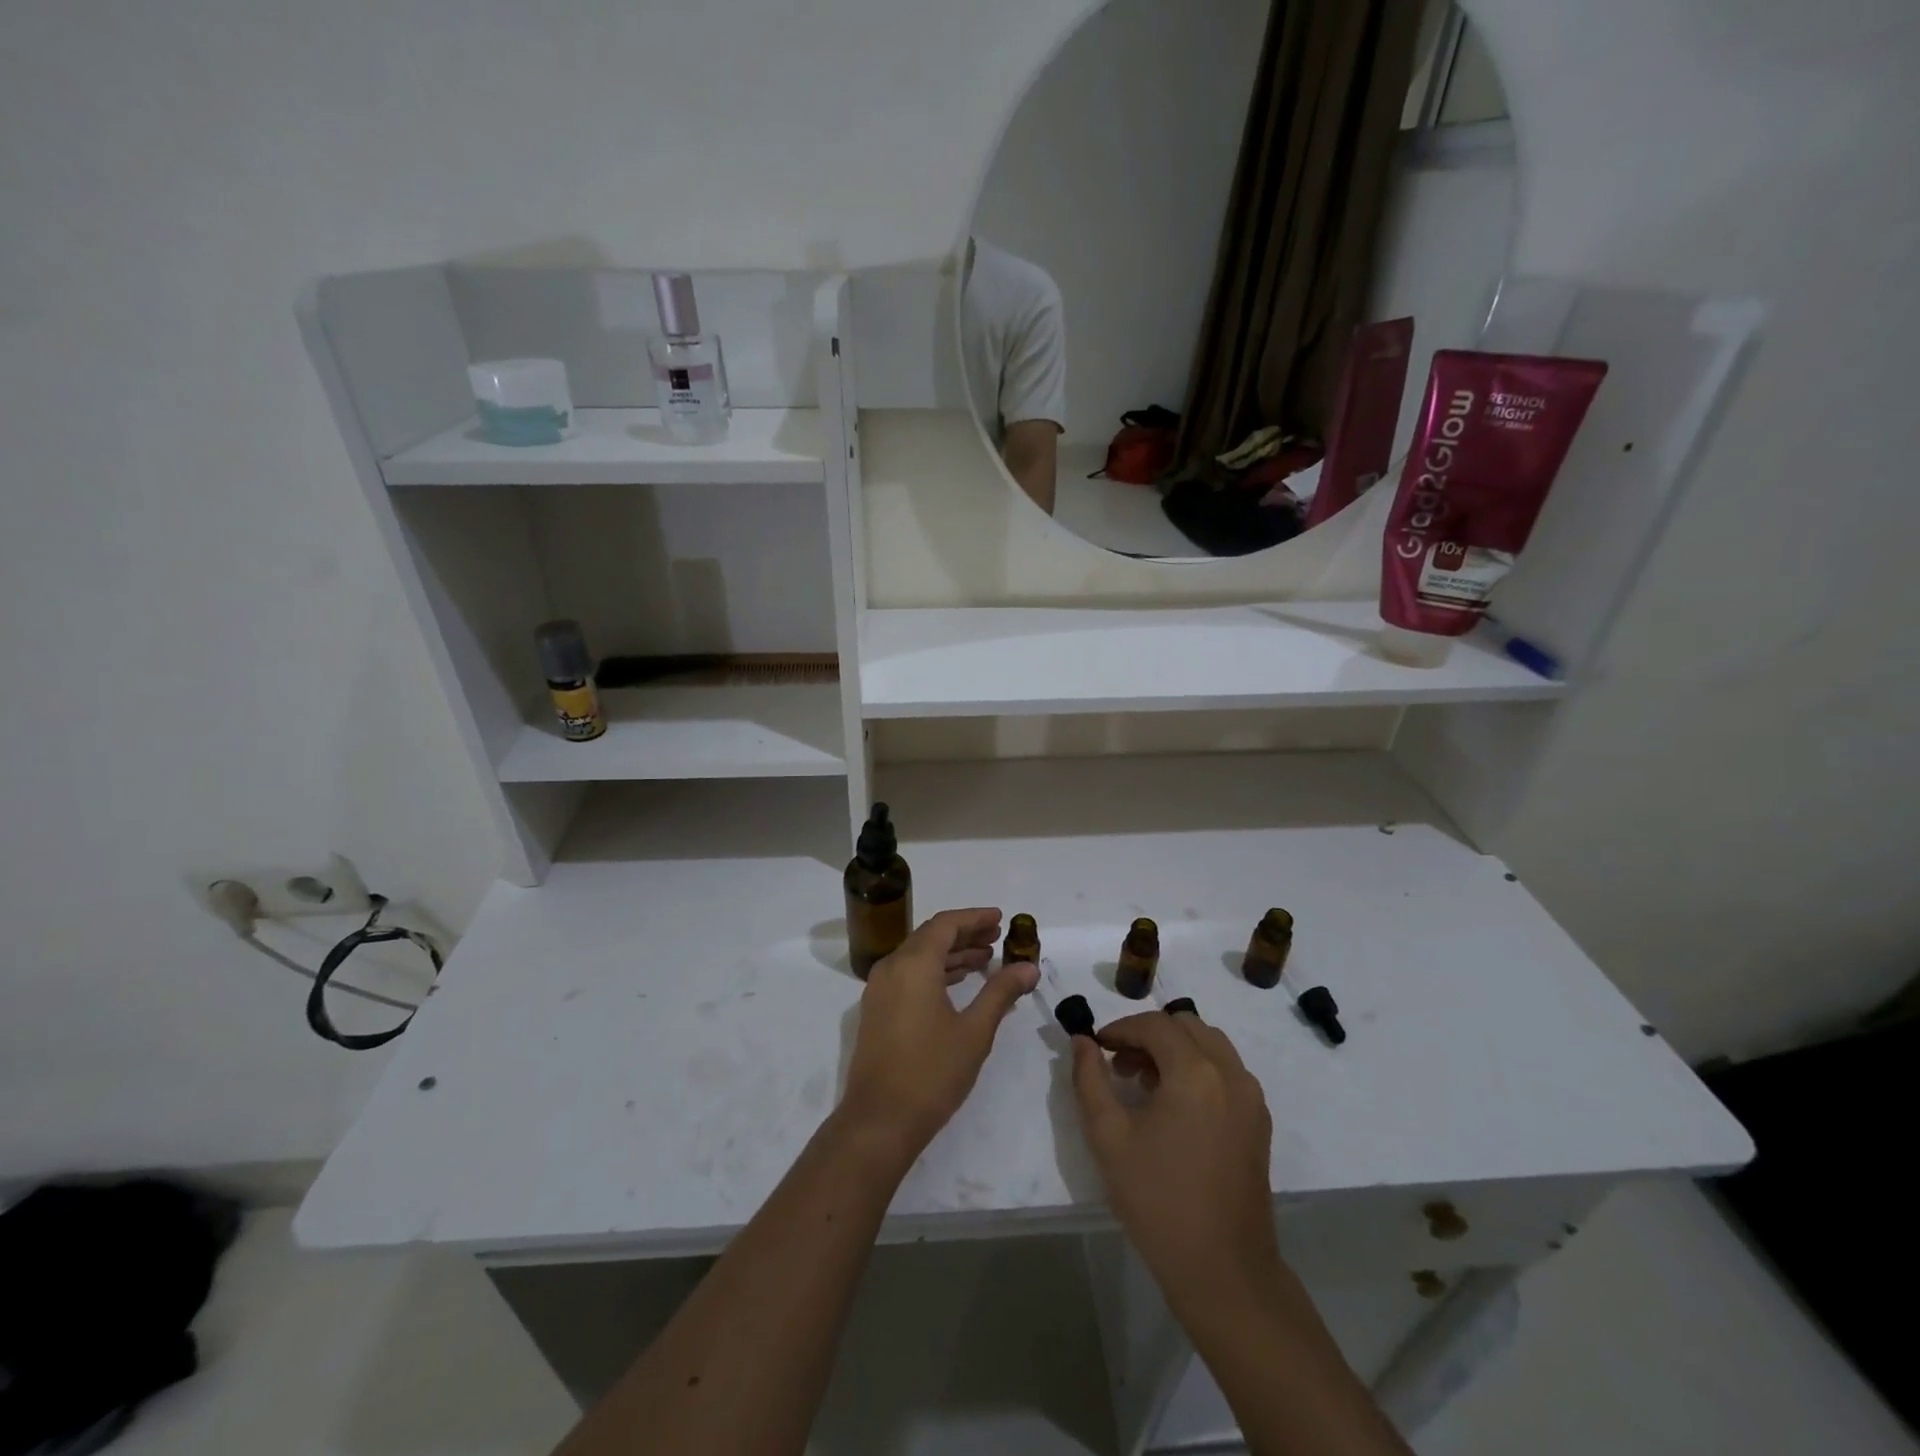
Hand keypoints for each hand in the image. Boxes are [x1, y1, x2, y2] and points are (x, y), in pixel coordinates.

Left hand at [839, 908, 1039, 1161]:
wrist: (879, 1121)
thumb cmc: (931, 1072)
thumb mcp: (974, 1030)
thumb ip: (1001, 992)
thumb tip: (1029, 966)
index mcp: (913, 964)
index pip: (946, 924)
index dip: (974, 918)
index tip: (1000, 918)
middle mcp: (892, 967)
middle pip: (931, 936)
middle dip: (965, 934)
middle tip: (998, 938)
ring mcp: (880, 989)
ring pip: (919, 956)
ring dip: (951, 954)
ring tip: (986, 959)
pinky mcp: (877, 1010)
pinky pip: (909, 975)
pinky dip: (935, 972)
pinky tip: (959, 983)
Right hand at [1071, 1008, 1283, 1323]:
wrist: (1223, 1270)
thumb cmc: (1158, 1200)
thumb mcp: (1108, 1137)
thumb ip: (1089, 1079)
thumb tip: (1083, 1041)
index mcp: (1195, 1073)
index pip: (1154, 1025)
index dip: (1121, 1028)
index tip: (1097, 1046)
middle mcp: (1230, 1073)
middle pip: (1185, 1026)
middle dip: (1149, 1034)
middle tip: (1120, 1064)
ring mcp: (1251, 1097)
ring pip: (1210, 1044)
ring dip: (1175, 1049)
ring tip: (1145, 1083)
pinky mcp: (1259, 1121)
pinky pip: (1227, 1071)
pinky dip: (1199, 1068)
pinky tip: (1175, 1105)